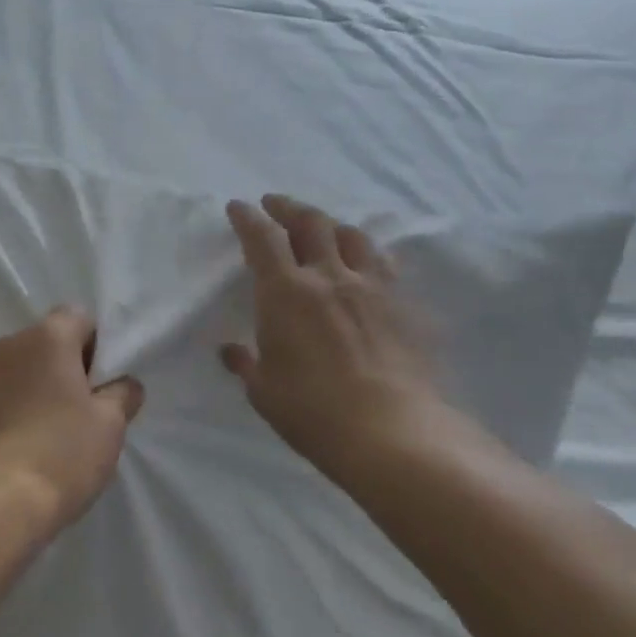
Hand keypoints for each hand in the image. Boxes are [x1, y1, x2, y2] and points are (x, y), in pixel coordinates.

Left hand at [0, 307, 143, 544]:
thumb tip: (124, 384)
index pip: (79, 317)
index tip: (105, 382)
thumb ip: (122, 393)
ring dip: (42, 386)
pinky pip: (3, 392)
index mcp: (47, 336)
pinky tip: (29, 443)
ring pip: (24, 367)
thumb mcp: (110, 425)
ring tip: (56, 431)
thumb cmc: (60, 454)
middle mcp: (10, 343)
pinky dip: (19, 405)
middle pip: (49, 340)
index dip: (98, 345)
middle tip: (87, 409)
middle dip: (70, 365)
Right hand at [221, 195, 451, 488]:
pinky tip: (365, 262)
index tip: (238, 207)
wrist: (393, 432)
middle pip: (310, 222)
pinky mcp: (403, 304)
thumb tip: (231, 351)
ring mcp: (371, 286)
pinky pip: (383, 263)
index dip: (248, 217)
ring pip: (351, 235)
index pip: (262, 237)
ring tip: (321, 227)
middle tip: (275, 204)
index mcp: (286, 291)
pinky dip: (366, 253)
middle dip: (288, 207)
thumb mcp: (264, 392)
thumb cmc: (314, 412)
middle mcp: (328, 275)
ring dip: (330, 224)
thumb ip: (247, 364)